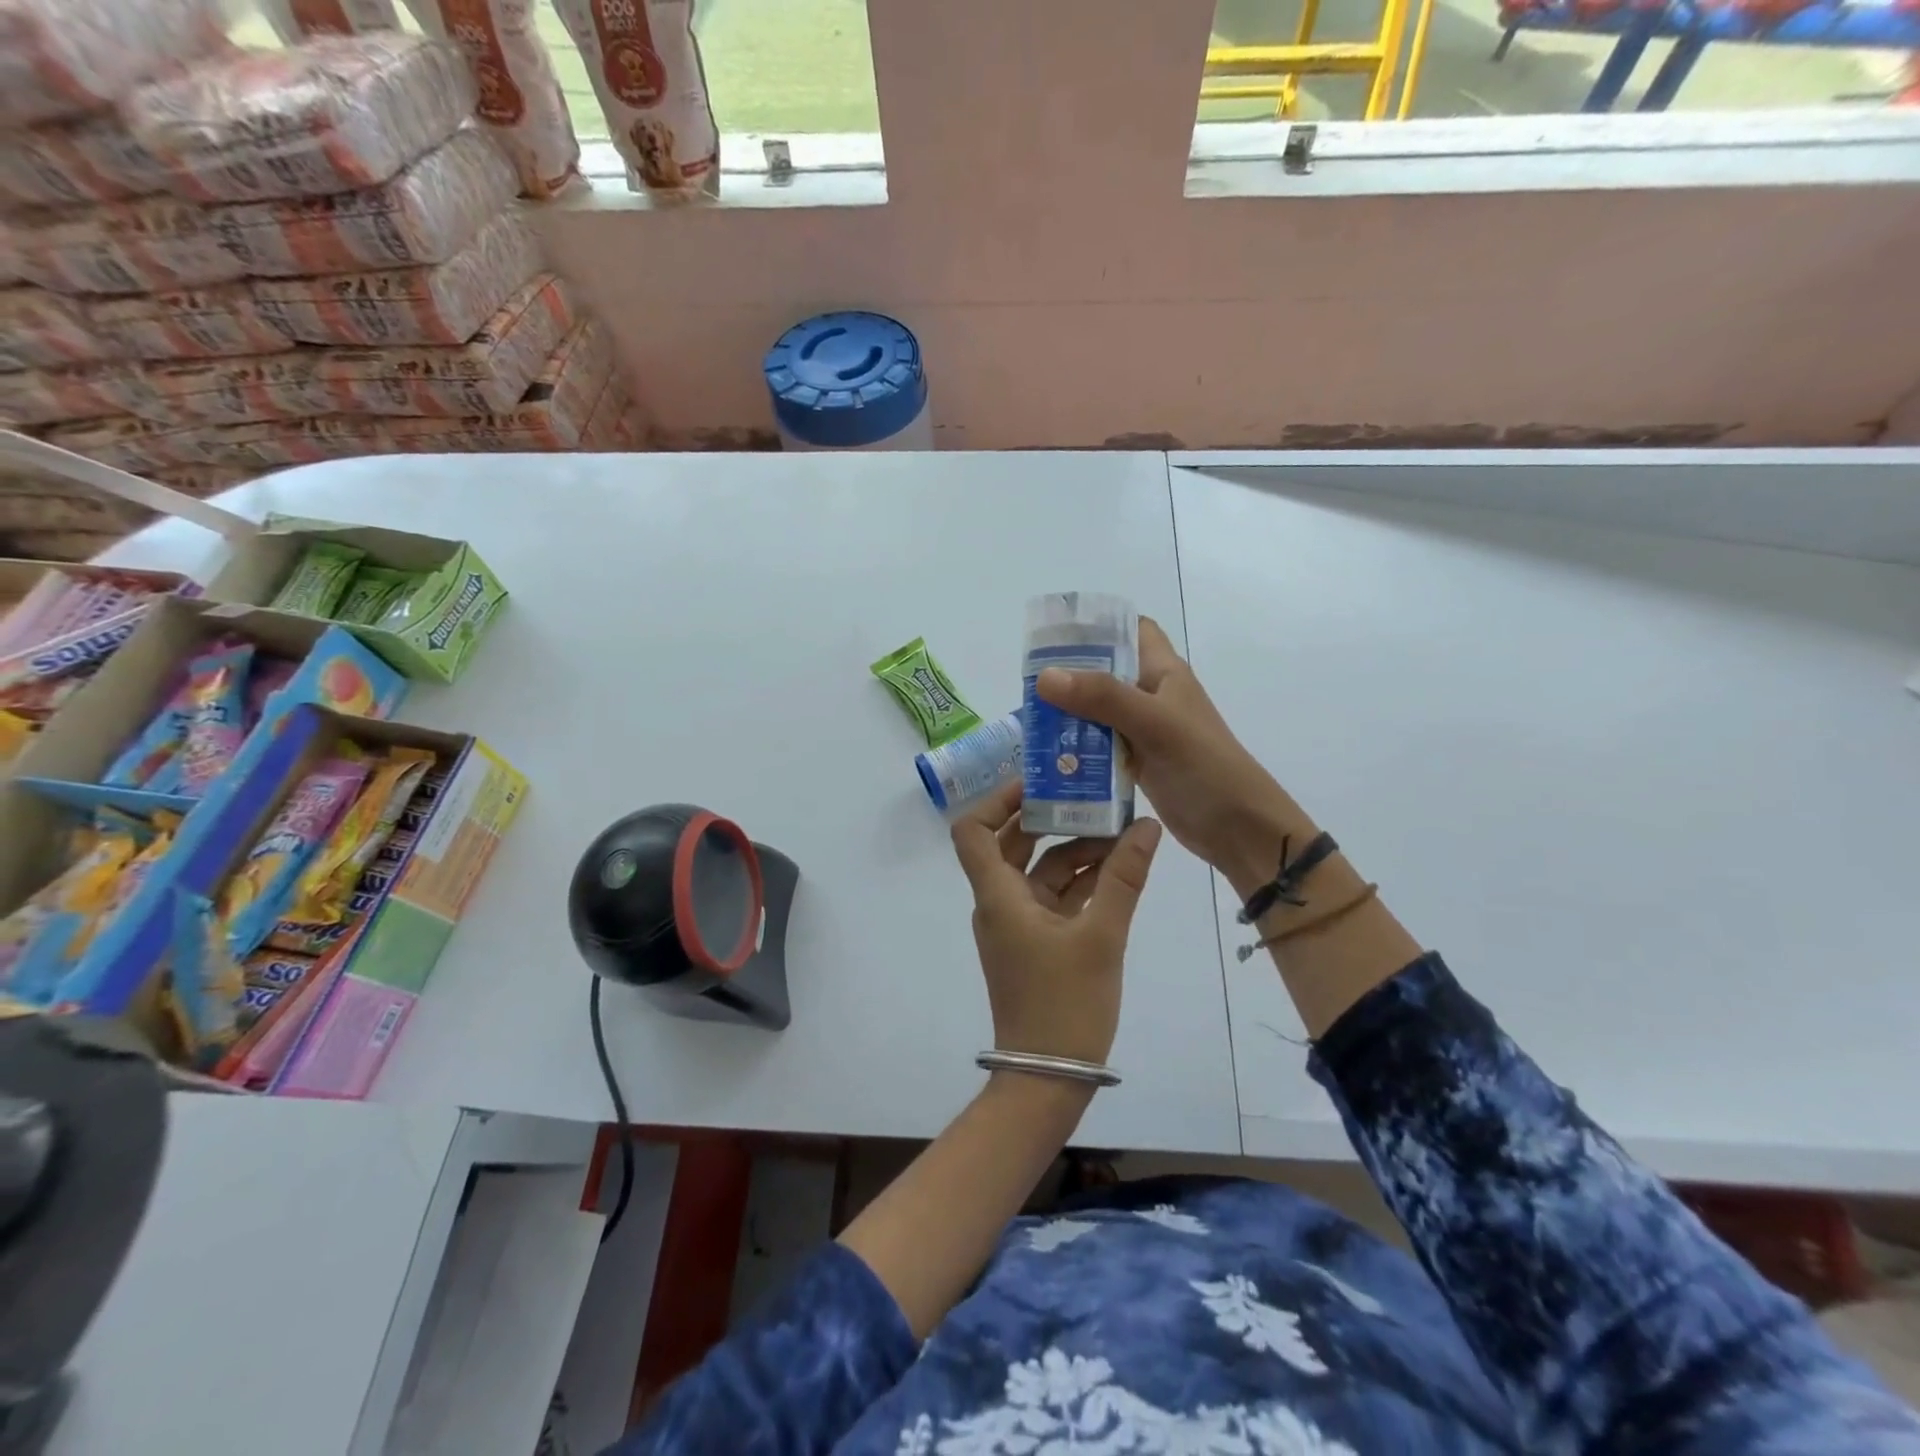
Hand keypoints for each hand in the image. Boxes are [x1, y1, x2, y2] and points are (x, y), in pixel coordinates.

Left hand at [949, 778, 1162, 1066]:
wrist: (1048, 1077)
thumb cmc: (1065, 1005)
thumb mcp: (1101, 936)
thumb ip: (1124, 878)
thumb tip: (1145, 826)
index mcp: (998, 895)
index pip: (973, 831)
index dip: (998, 800)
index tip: (1038, 783)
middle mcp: (1000, 902)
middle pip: (1013, 844)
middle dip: (1050, 818)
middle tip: (1090, 794)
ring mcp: (1018, 922)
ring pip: (1040, 870)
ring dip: (1074, 850)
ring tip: (1120, 830)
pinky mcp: (1037, 941)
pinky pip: (1054, 897)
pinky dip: (1080, 880)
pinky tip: (1119, 867)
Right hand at [1035, 615, 1305, 892]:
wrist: (1239, 829)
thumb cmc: (1205, 767)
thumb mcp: (1155, 725)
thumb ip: (1103, 697)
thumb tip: (1045, 676)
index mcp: (1165, 673)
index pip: (1132, 630)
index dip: (1099, 625)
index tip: (1056, 633)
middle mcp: (1153, 696)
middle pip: (1107, 671)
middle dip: (1070, 672)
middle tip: (1028, 681)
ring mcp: (1146, 731)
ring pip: (1099, 710)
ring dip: (1069, 713)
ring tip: (1029, 717)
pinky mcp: (1139, 762)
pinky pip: (1101, 745)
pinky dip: (1078, 746)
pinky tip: (1049, 755)